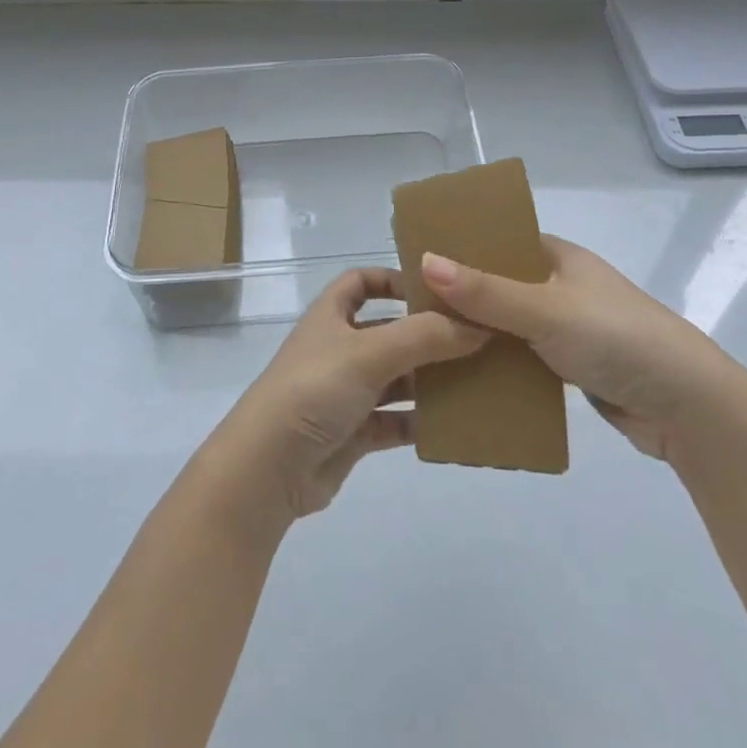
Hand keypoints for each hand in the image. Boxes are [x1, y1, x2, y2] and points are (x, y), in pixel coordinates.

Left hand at [202, 268, 488, 528]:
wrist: (268, 468)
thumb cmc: (314, 390)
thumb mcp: (369, 352)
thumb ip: (424, 337)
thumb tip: (478, 326)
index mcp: (331, 315)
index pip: (361, 282)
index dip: (393, 279)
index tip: (435, 290)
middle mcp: (338, 348)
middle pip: (388, 331)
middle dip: (426, 334)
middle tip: (476, 338)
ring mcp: (345, 392)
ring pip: (396, 378)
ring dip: (429, 380)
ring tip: (477, 380)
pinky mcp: (352, 433)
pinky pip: (395, 421)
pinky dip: (420, 422)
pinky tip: (454, 425)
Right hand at [421, 236, 746, 463]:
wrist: (688, 407)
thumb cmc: (616, 339)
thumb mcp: (546, 310)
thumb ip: (486, 291)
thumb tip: (425, 261)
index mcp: (559, 257)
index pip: (501, 241)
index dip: (462, 247)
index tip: (417, 261)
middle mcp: (562, 286)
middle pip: (501, 284)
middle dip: (462, 297)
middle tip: (412, 310)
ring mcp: (569, 327)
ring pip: (510, 325)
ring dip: (479, 335)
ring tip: (428, 344)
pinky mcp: (574, 366)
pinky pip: (524, 359)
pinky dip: (499, 365)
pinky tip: (465, 377)